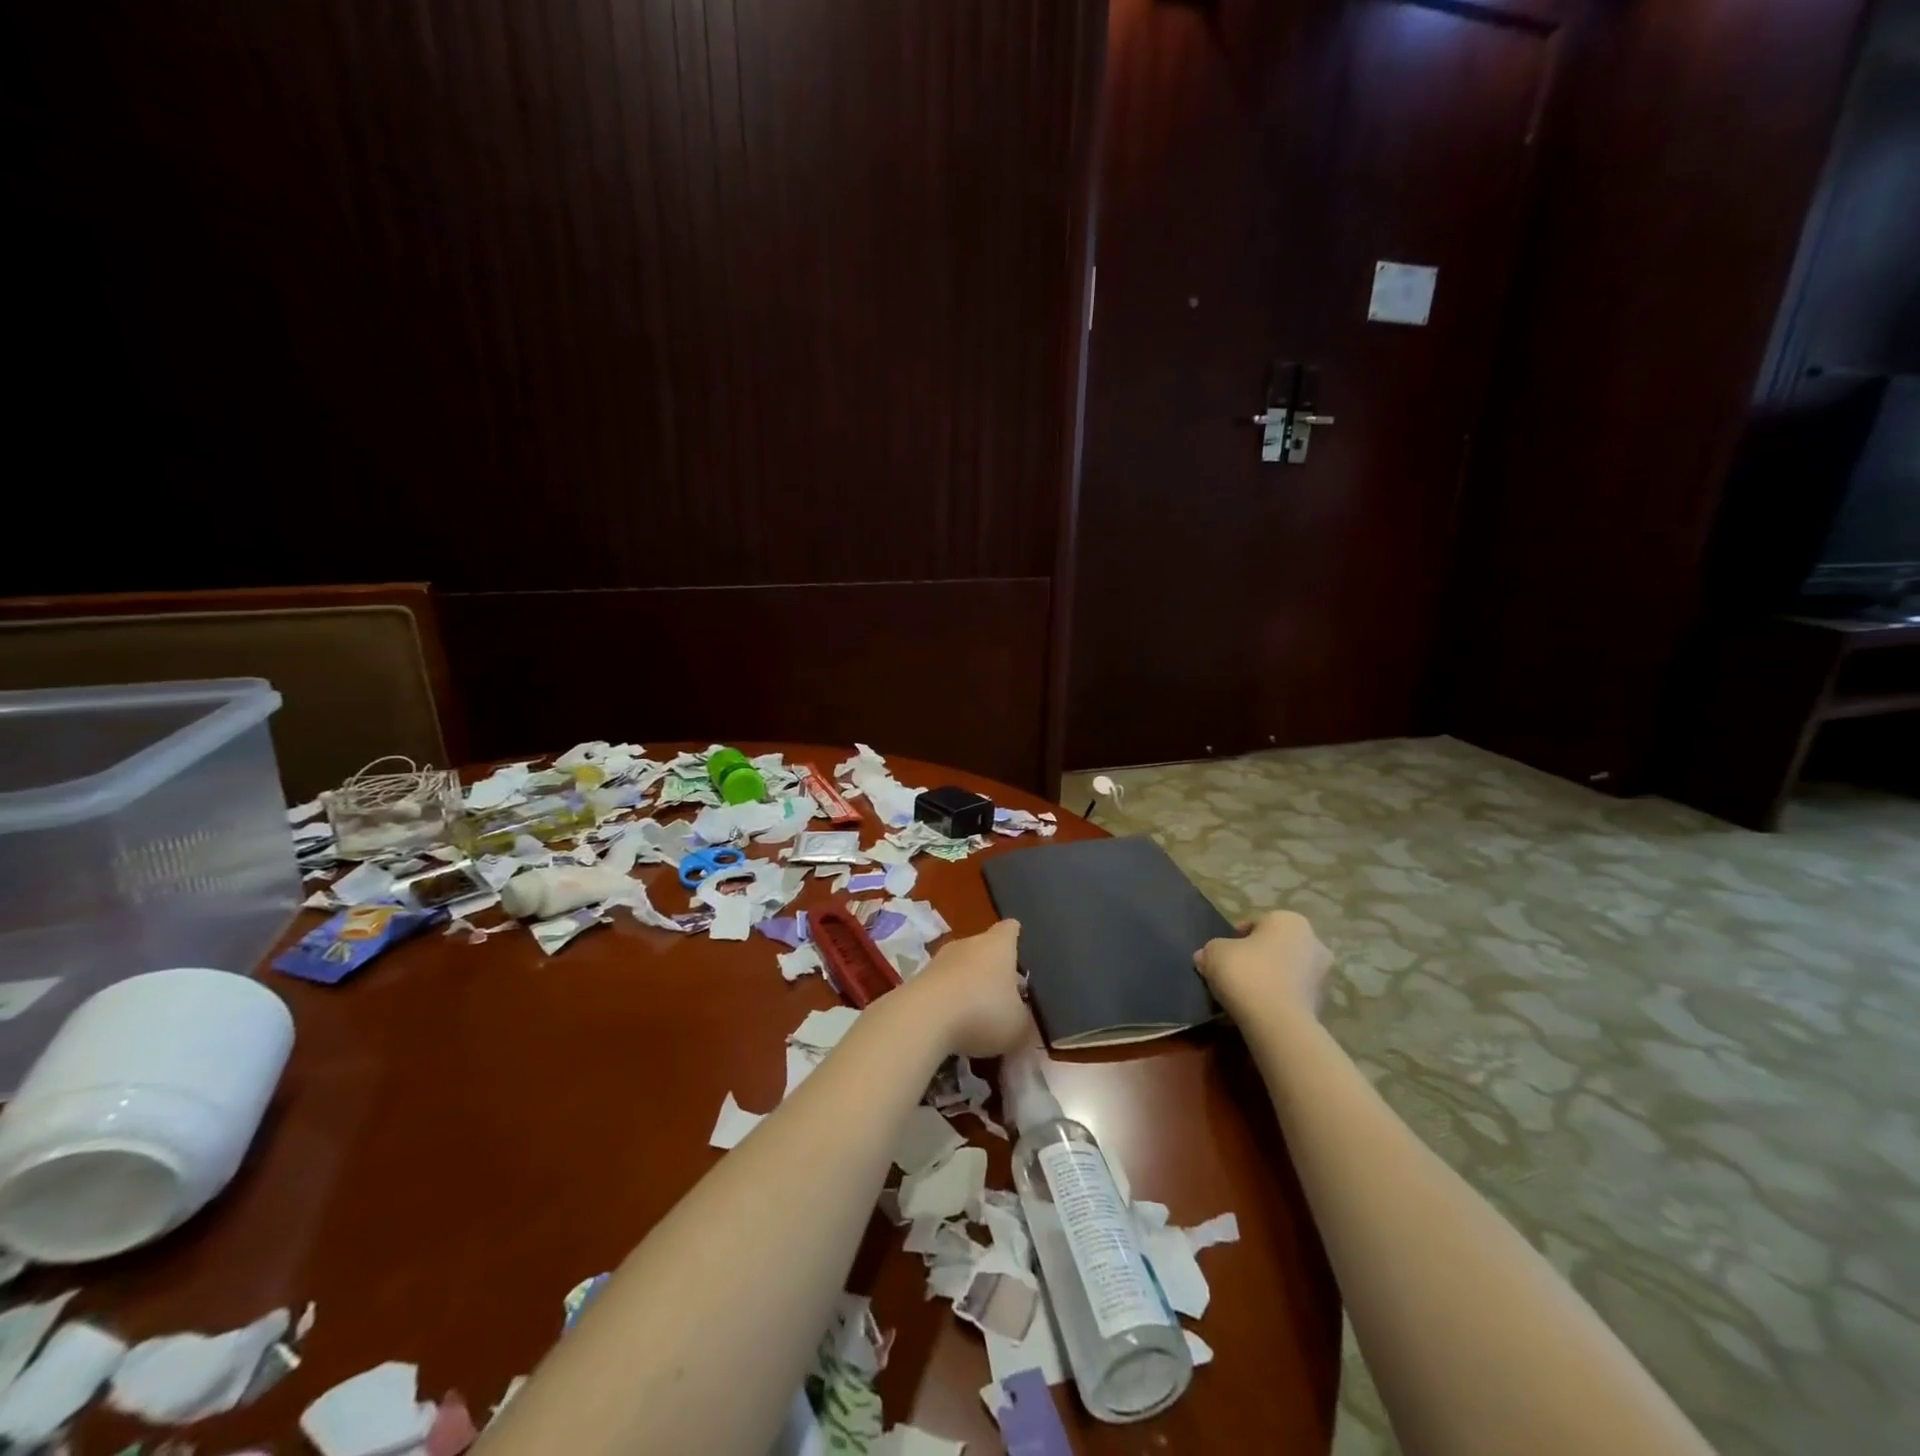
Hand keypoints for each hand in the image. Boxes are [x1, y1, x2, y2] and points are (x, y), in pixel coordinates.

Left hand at [906, 919, 1035, 1058]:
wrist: (923, 1018)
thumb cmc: (983, 1012)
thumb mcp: (1019, 1027)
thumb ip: (1025, 1022)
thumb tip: (1025, 1023)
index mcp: (998, 945)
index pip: (1010, 929)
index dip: (1016, 937)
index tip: (1020, 948)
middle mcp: (968, 943)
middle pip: (984, 948)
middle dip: (992, 968)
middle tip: (1004, 994)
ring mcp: (939, 959)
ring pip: (960, 967)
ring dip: (967, 985)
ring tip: (977, 1014)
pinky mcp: (918, 979)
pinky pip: (941, 986)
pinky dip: (947, 1001)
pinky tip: (952, 1025)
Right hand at [1195, 911, 1332, 1025]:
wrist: (1277, 1022)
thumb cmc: (1247, 973)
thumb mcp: (1214, 953)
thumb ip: (1211, 949)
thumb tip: (1206, 956)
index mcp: (1289, 920)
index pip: (1255, 924)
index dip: (1235, 939)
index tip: (1222, 956)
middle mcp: (1313, 941)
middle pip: (1274, 947)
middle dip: (1257, 958)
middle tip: (1234, 974)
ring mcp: (1322, 974)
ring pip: (1286, 971)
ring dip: (1270, 978)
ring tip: (1245, 995)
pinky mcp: (1323, 1003)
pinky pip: (1292, 994)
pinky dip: (1278, 998)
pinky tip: (1260, 1009)